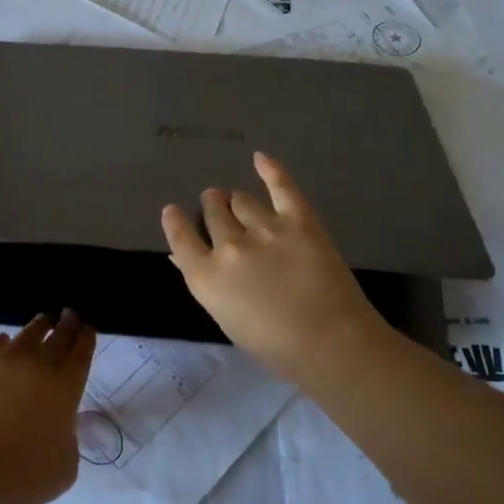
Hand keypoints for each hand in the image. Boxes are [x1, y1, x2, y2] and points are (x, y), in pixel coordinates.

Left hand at [0, 311, 95, 503]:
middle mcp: (37, 367)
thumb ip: (67, 438)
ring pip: (26, 335)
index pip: (80, 355)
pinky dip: (1, 342)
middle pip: (57, 337)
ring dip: (39, 326)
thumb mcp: (66, 466)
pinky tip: (3, 341)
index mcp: (65, 388)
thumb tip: (56, 426)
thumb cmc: (24, 475)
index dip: (86, 339)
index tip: (88, 327)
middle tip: (71, 313)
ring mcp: (2, 363)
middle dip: (67, 324)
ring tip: (43, 320)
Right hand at [162, 152, 389, 379]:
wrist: (329, 342)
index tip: (173, 211)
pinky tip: (260, 158)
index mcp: (206, 277)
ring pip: (241, 200)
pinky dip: (270, 169)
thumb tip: (181, 257)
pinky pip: (280, 185)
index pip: (181, 237)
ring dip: (236, 200)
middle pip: (214, 212)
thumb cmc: (274, 346)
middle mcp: (229, 246)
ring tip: (239, 201)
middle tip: (217, 206)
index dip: (175, 221)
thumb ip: (204, 281)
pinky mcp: (298, 219)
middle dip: (213, 207)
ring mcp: (264, 228)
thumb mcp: (227, 318)